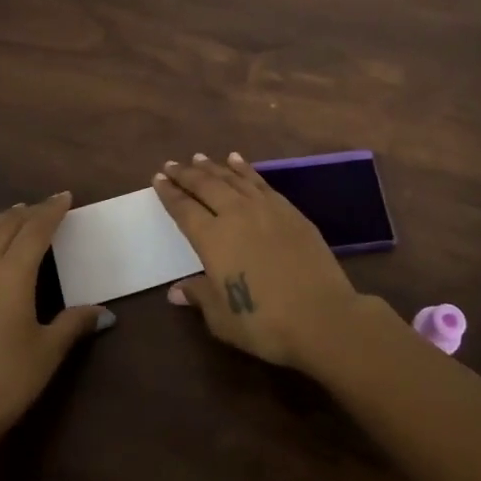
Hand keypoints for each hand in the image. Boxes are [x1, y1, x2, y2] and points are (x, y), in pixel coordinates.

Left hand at [0, 192, 111, 459]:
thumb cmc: (5, 381)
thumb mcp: (47, 352)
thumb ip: (73, 324)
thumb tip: (102, 312)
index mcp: (11, 273)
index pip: (35, 230)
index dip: (51, 211)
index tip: (65, 197)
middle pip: (5, 225)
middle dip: (27, 212)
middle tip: (45, 205)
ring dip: (1, 219)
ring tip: (15, 214)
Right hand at [155, 153, 362, 370]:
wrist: (322, 316)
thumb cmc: (264, 323)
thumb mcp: (221, 318)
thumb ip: (199, 296)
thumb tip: (176, 290)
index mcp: (212, 239)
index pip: (184, 209)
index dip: (169, 194)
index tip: (157, 179)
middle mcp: (236, 215)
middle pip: (205, 186)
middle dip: (186, 174)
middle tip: (172, 165)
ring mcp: (265, 209)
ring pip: (233, 179)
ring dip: (213, 167)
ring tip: (199, 157)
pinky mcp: (290, 211)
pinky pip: (260, 182)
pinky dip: (245, 169)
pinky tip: (238, 161)